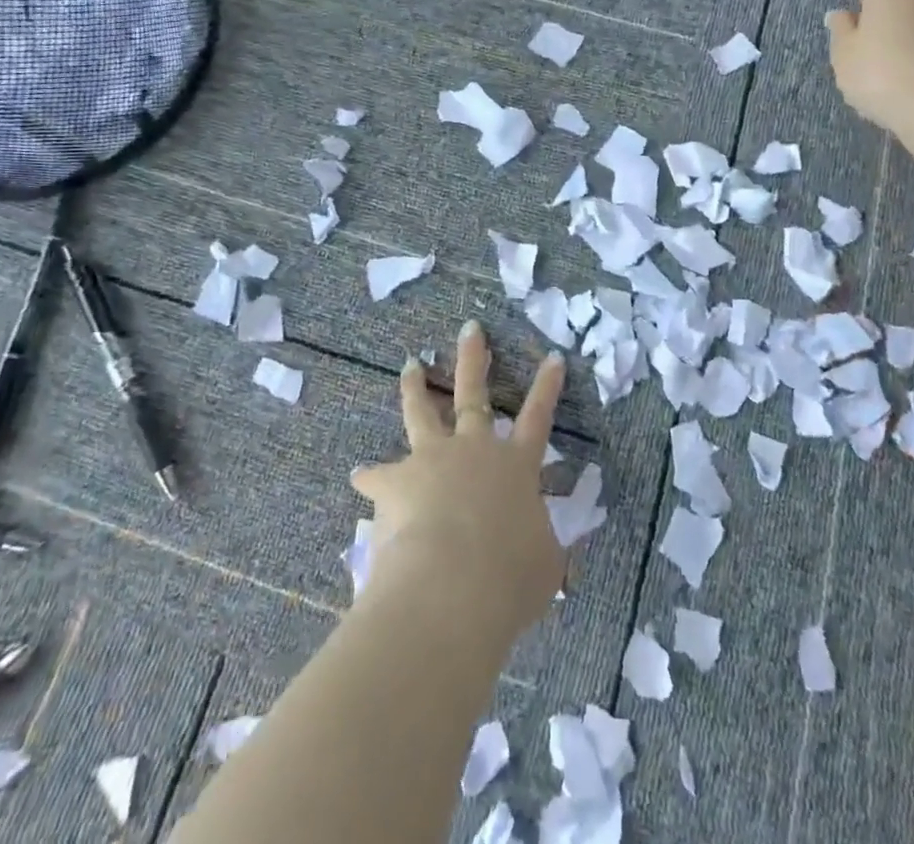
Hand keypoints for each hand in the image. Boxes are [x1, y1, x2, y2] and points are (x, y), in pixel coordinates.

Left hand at [351, 322, 566, 640]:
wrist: (450, 585)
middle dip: (472, 358)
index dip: (547, 387)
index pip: (538, 418)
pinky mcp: (395, 481)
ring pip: (422, 412)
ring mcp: (432, 458)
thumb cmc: (508, 577)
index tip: (553, 355)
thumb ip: (542, 543)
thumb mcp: (544, 563)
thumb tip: (538, 541)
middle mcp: (473, 450)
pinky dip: (371, 477)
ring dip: (416, 387)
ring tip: (410, 365)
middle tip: (470, 328)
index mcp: (515, 466)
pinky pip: (378, 476)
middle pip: (473, 393)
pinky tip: (360, 476)